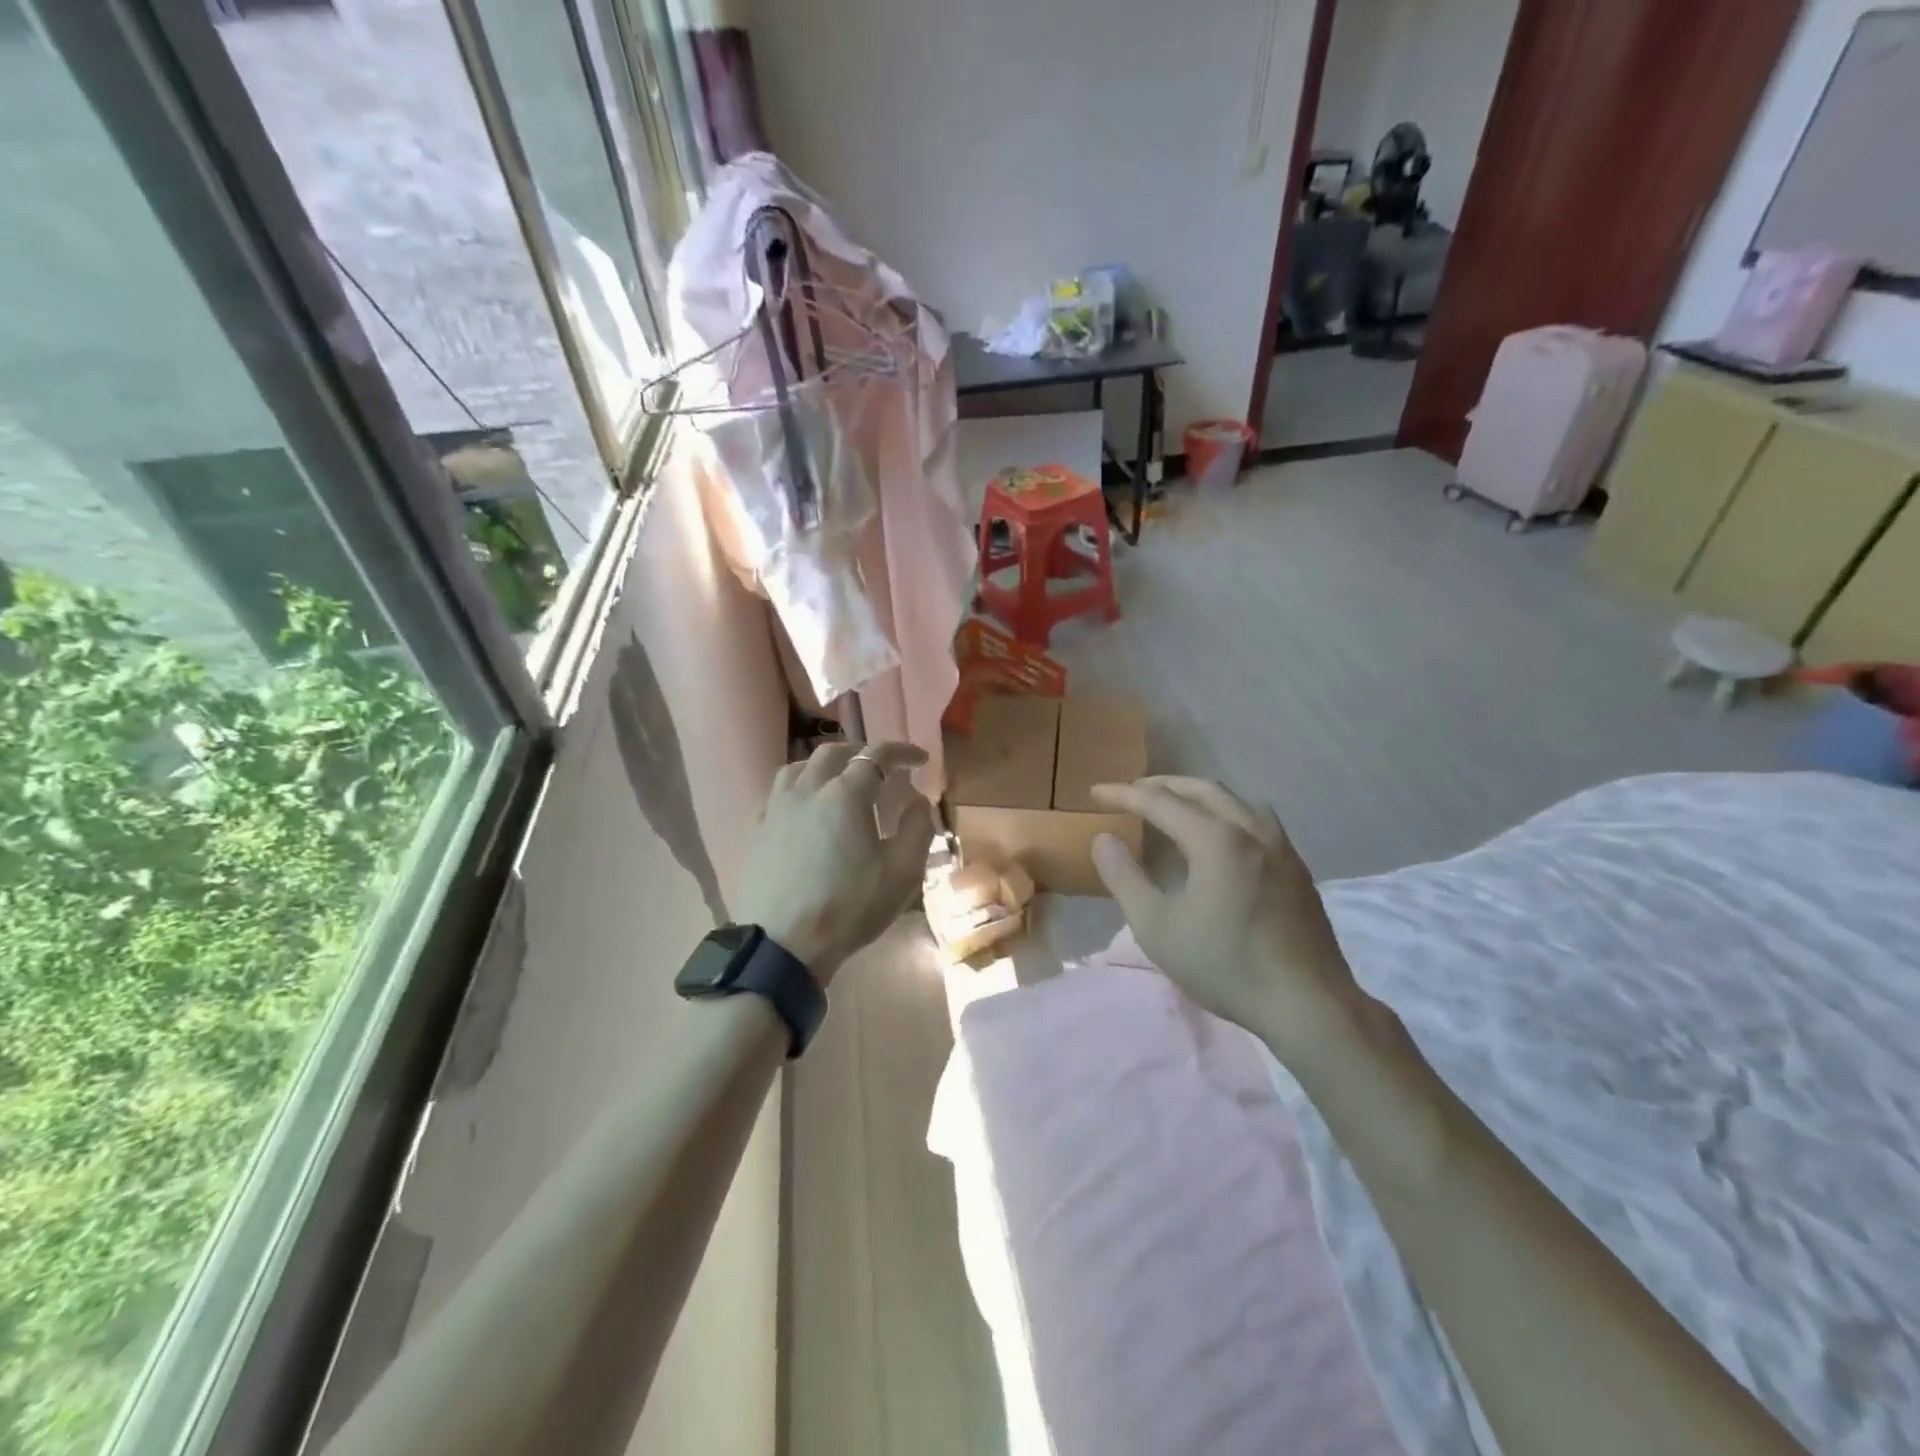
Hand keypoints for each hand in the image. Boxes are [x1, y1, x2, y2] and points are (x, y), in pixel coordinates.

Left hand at [734, 741, 935, 984]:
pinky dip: (800, 787)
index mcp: (845, 794)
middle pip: (833, 753)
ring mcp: (777, 808)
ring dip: (825, 765)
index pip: (876, 756)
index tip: (920, 760)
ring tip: (840, 780)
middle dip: (861, 753)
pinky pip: (779, 792)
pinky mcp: (758, 830)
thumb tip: (917, 800)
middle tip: (881, 768)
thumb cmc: (849, 907)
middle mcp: (807, 790)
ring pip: (799, 767)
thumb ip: (917, 828)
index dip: (901, 752)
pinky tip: (806, 809)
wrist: (783, 944)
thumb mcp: (902, 872)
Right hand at [1089, 777, 1370, 1063]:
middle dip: (1162, 785)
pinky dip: (1225, 812)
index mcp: (1215, 839)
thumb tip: (1104, 839)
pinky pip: (1256, 820)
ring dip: (1197, 795)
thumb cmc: (1225, 965)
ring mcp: (1281, 847)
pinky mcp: (1297, 868)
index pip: (1159, 801)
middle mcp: (1251, 830)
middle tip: (1131, 792)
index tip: (1095, 792)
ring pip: (1234, 800)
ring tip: (1174, 806)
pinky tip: (1220, 837)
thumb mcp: (1156, 926)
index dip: (1123, 794)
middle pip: (1201, 789)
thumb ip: (1124, 877)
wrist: (1308, 1005)